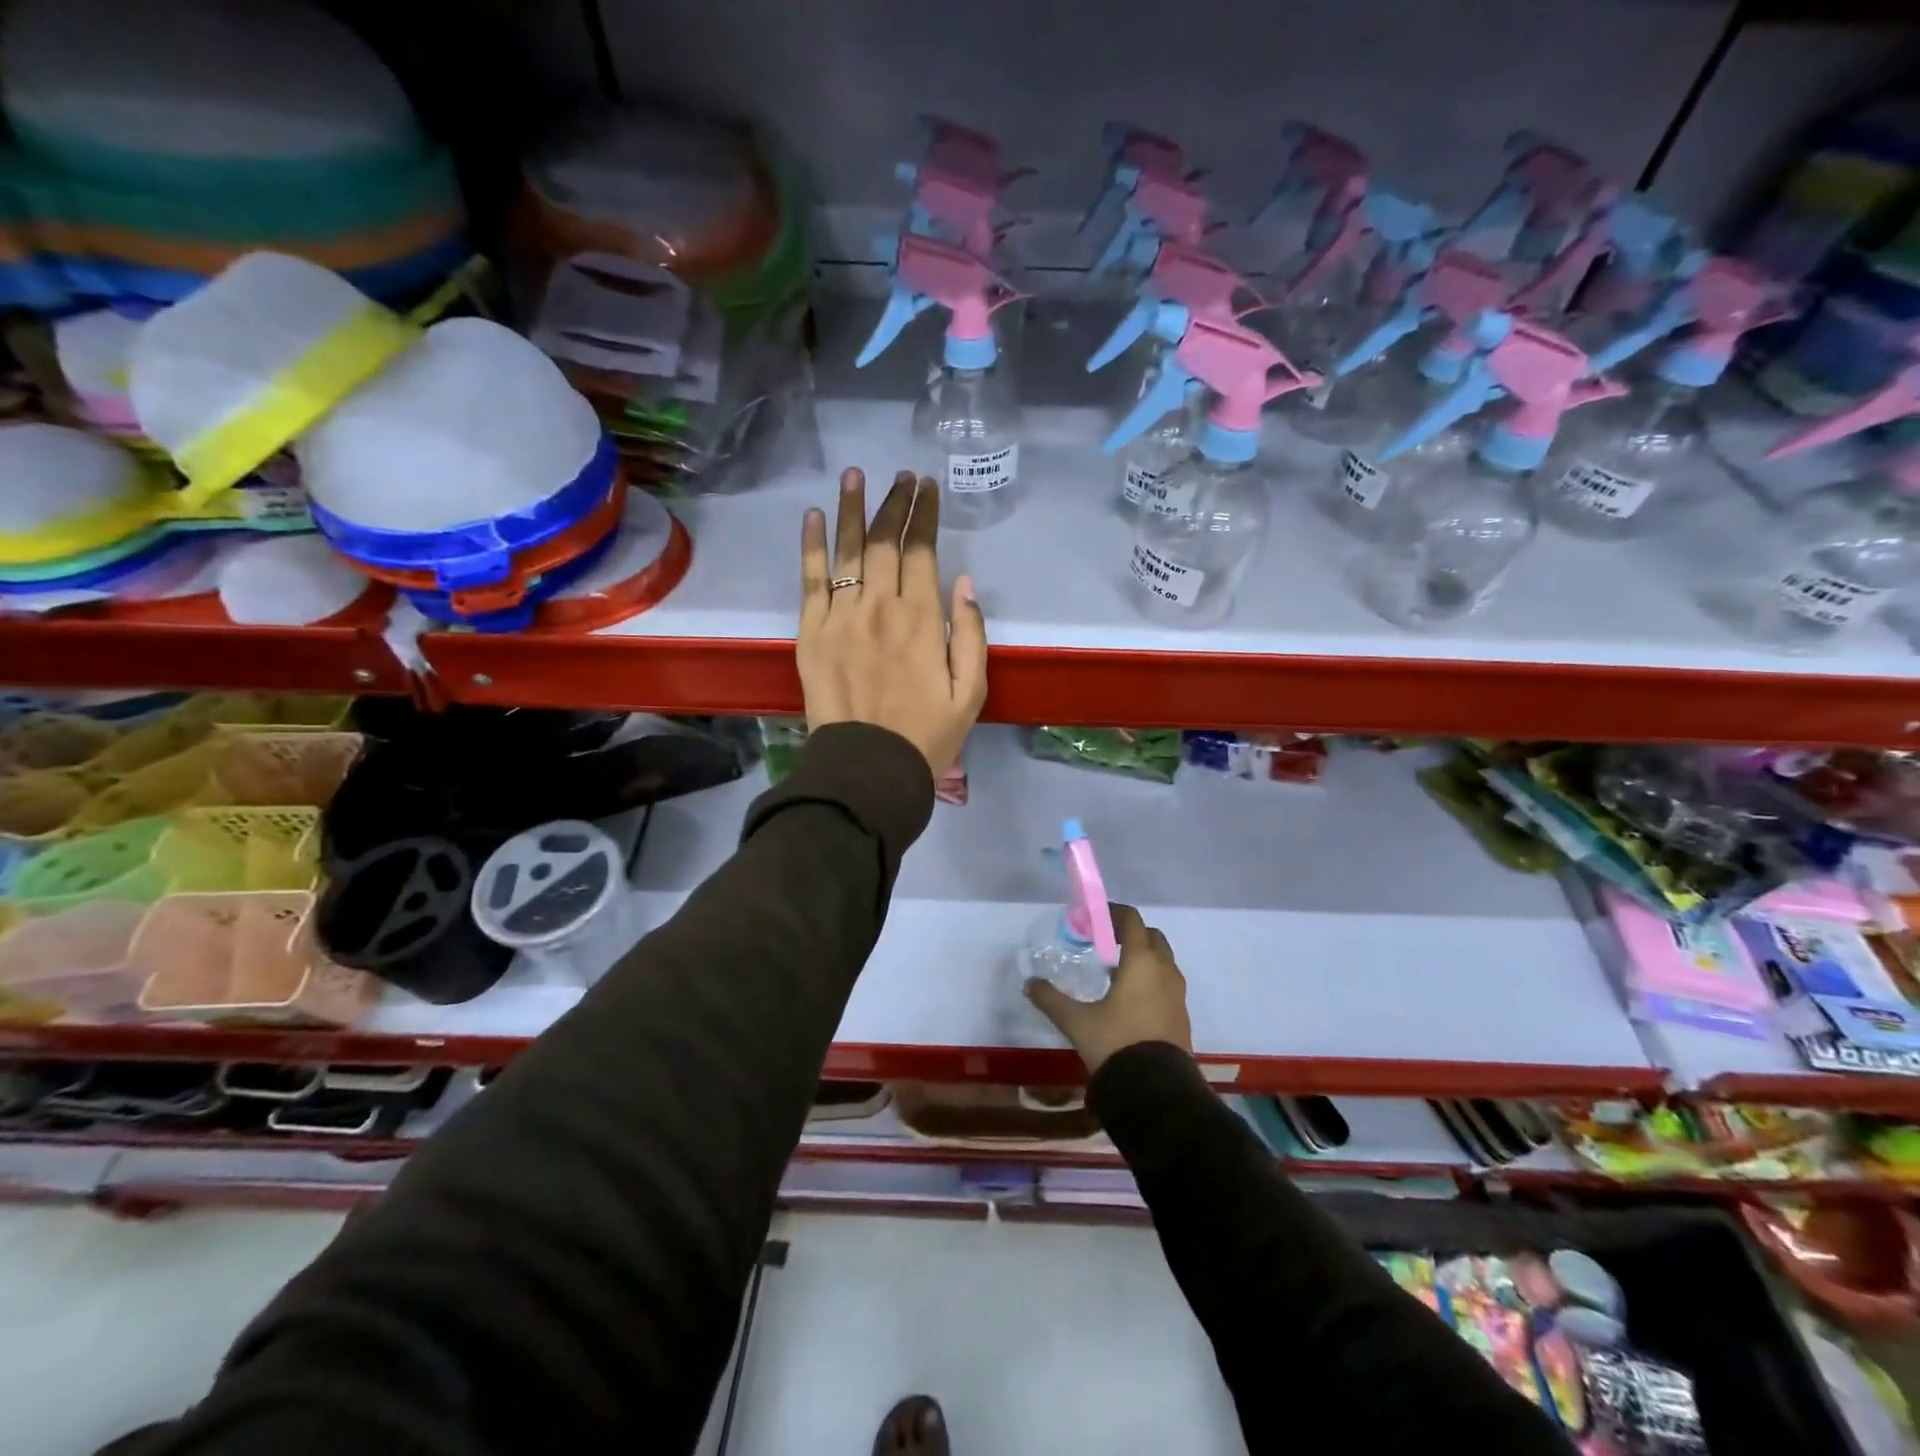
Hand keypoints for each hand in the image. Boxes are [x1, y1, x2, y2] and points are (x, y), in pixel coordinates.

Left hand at [799, 468, 987, 775]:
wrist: (868, 768)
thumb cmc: (926, 735)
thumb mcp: (971, 693)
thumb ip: (971, 634)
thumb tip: (964, 583)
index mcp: (923, 620)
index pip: (922, 551)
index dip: (924, 515)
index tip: (927, 487)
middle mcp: (881, 607)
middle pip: (884, 541)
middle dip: (894, 503)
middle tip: (900, 477)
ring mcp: (841, 616)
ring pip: (847, 550)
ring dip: (852, 508)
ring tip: (855, 475)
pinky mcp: (811, 632)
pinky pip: (811, 579)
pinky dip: (812, 545)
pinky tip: (814, 515)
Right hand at [1025, 904, 1191, 1074]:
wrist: (1157, 1092)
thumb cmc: (1116, 1044)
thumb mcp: (1077, 1022)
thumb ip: (1051, 999)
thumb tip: (1029, 984)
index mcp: (1141, 962)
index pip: (1132, 921)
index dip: (1113, 913)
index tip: (1094, 918)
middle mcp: (1165, 971)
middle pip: (1152, 937)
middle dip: (1131, 934)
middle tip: (1106, 942)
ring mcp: (1178, 995)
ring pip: (1163, 962)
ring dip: (1144, 958)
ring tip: (1116, 971)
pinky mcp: (1182, 1017)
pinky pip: (1167, 985)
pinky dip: (1151, 980)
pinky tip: (1130, 1000)